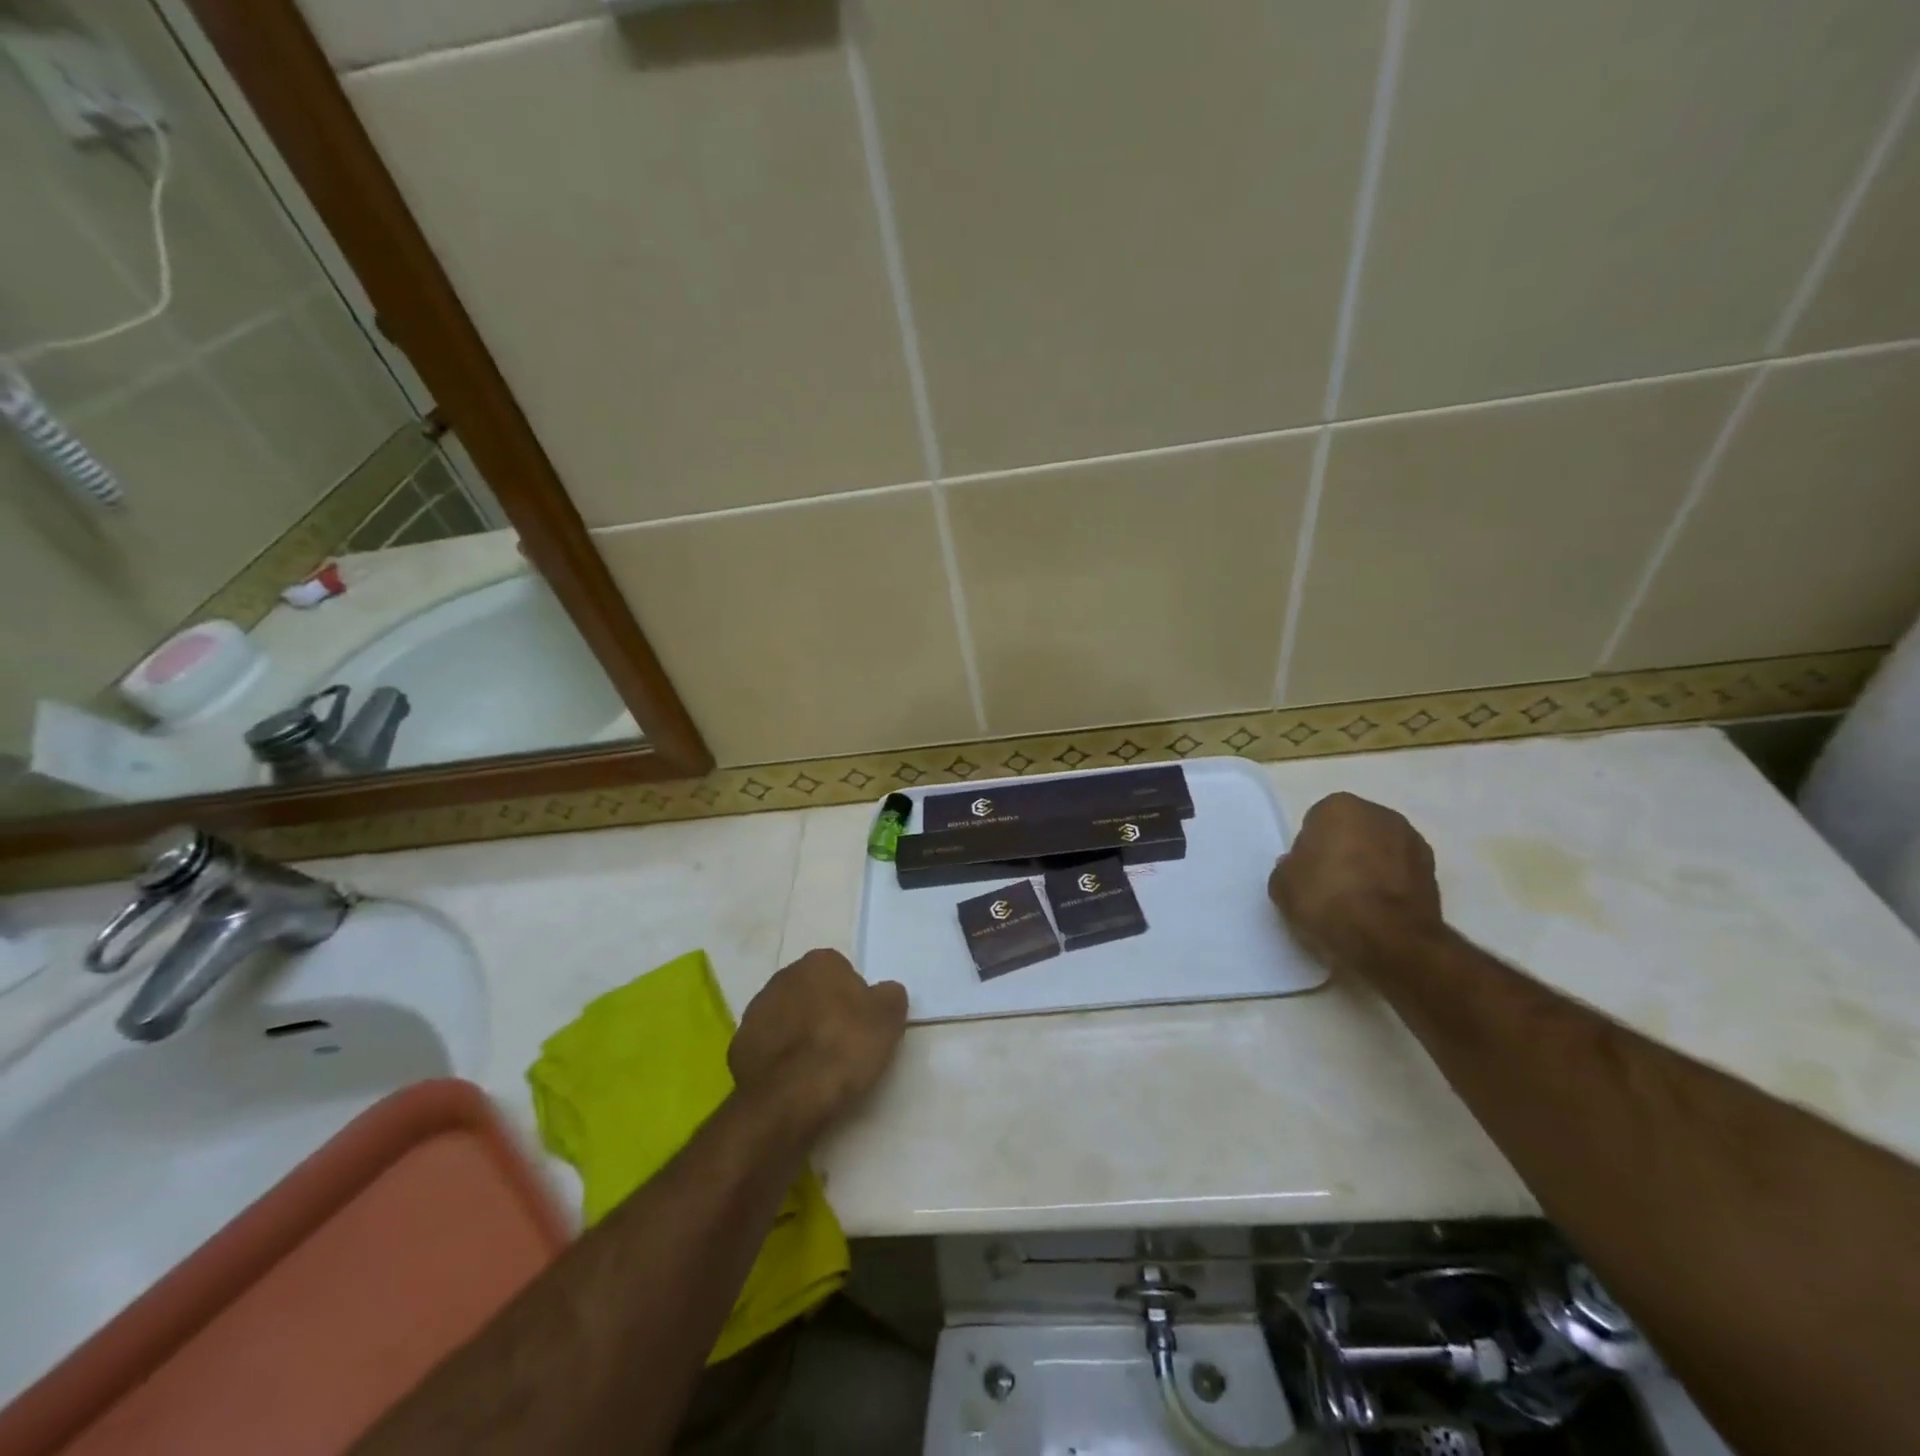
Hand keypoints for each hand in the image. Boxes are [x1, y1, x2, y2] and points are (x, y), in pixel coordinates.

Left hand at [729, 950, 907, 1136]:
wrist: (792, 1096)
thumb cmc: (845, 1047)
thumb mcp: (889, 1018)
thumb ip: (889, 996)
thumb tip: (884, 993)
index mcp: (819, 962)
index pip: (841, 971)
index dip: (853, 998)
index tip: (861, 1025)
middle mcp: (783, 977)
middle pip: (810, 991)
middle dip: (823, 1011)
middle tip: (842, 1044)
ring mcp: (755, 1011)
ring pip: (786, 1017)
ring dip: (798, 1033)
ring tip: (817, 1067)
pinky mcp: (739, 1045)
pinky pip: (767, 1046)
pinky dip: (779, 1058)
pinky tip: (794, 1080)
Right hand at [1269, 793, 1444, 976]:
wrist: (1388, 940)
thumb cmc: (1326, 900)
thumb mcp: (1282, 885)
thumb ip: (1290, 867)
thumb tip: (1300, 867)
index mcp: (1340, 807)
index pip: (1317, 822)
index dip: (1310, 848)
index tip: (1307, 874)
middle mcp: (1381, 815)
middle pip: (1353, 832)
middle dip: (1344, 852)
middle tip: (1329, 886)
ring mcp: (1414, 843)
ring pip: (1381, 853)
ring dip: (1371, 869)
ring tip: (1356, 905)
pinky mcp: (1435, 875)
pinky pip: (1400, 876)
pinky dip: (1391, 888)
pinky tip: (1378, 914)